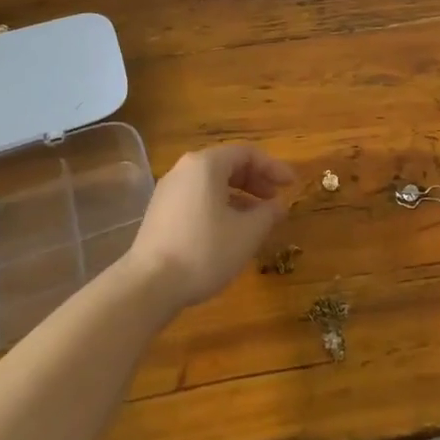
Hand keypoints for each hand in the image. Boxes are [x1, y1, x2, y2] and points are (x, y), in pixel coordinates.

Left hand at [123, 144, 295, 309]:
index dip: (273, 167)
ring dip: (239, 195)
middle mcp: (185, 169)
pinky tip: (229, 230)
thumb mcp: (247, 233)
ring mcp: (169, 190)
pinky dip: (219, 206)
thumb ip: (268, 213)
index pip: (247, 154)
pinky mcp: (160, 212)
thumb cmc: (204, 251)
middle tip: (276, 200)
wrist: (148, 285)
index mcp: (206, 164)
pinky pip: (198, 198)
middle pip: (227, 165)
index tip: (292, 185)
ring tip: (257, 218)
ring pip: (212, 183)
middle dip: (256, 180)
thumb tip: (279, 205)